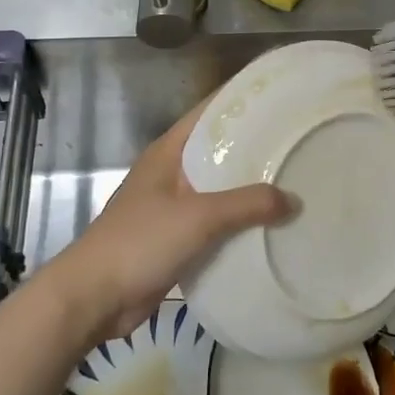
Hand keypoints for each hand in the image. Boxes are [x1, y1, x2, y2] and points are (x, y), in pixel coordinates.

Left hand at [55, 101, 291, 342]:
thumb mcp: (198, 216)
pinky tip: (272, 224)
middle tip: (299, 141)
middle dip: (256, 146)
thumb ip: (247, 205)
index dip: (244, 100)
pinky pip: (217, 222)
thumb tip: (294, 200)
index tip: (283, 97)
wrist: (95, 298)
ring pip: (221, 188)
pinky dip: (241, 222)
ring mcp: (174, 206)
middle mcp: (172, 172)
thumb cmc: (140, 242)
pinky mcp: (178, 238)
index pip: (211, 112)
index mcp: (169, 151)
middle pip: (220, 150)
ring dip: (251, 188)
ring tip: (295, 180)